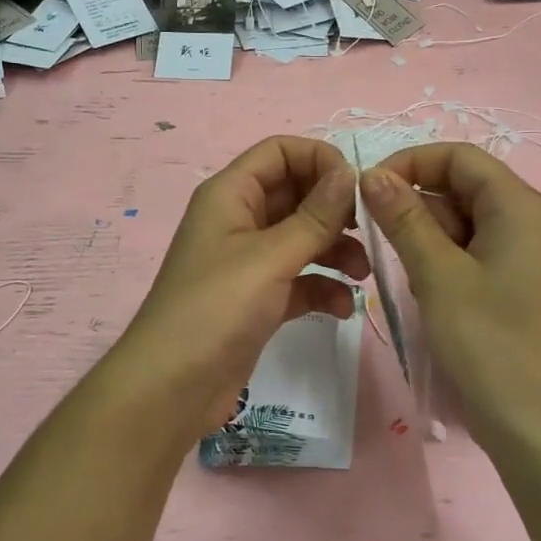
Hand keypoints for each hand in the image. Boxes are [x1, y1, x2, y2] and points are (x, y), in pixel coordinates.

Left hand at [117, 136, 368, 434]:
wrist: (172, 388)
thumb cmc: (216, 309)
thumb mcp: (270, 257)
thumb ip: (315, 216)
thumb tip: (350, 172)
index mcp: (231, 195)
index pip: (279, 152)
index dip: (320, 159)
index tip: (357, 187)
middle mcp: (239, 220)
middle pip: (296, 193)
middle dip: (334, 209)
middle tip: (368, 231)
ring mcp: (248, 262)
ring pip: (302, 238)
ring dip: (335, 250)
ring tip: (362, 275)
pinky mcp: (258, 299)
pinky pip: (299, 279)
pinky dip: (322, 287)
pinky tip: (342, 308)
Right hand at [360, 143, 540, 453]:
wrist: (534, 422)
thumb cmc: (488, 342)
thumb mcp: (438, 275)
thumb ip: (404, 218)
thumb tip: (372, 174)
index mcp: (518, 205)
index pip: (458, 157)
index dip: (410, 162)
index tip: (367, 190)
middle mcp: (523, 218)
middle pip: (459, 185)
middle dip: (414, 203)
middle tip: (376, 236)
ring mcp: (518, 251)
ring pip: (459, 220)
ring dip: (424, 235)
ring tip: (407, 273)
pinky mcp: (509, 280)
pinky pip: (467, 249)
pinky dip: (439, 259)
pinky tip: (425, 290)